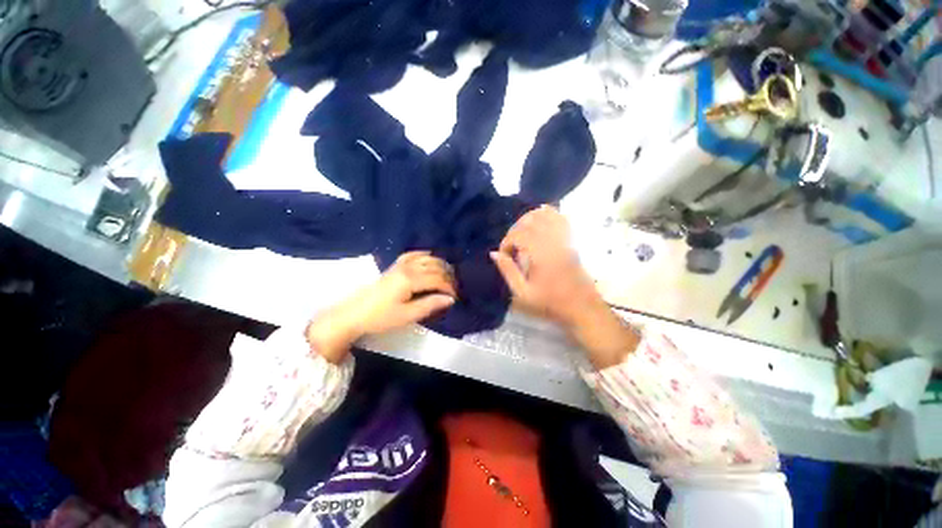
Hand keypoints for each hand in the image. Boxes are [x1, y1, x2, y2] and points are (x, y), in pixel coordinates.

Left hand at [307, 251, 455, 362]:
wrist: (353, 314)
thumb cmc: (380, 317)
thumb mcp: (407, 315)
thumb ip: (430, 305)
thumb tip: (450, 299)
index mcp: (410, 280)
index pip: (437, 278)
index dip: (450, 287)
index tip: (456, 297)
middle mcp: (407, 268)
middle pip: (434, 266)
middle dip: (448, 276)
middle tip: (454, 288)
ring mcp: (400, 265)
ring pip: (426, 258)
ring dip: (440, 265)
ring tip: (448, 276)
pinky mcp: (394, 266)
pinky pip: (412, 255)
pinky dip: (424, 255)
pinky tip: (430, 257)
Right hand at [490, 206, 596, 323]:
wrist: (582, 307)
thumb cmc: (550, 303)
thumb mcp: (523, 293)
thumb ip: (508, 271)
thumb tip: (494, 253)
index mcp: (540, 255)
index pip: (518, 235)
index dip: (506, 242)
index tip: (505, 255)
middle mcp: (553, 242)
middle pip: (529, 221)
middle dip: (515, 230)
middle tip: (511, 245)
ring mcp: (564, 238)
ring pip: (544, 215)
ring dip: (528, 219)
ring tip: (522, 233)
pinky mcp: (571, 239)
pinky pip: (560, 218)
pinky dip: (547, 213)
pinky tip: (539, 220)